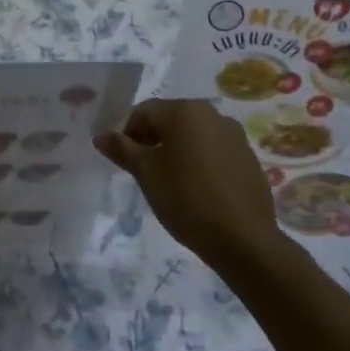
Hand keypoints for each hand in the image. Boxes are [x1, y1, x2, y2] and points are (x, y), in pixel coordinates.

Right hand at [95, 99, 281, 269]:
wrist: (244, 240)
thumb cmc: (186, 199)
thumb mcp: (146, 174)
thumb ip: (122, 150)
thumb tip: (101, 136)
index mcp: (185, 110)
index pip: (144, 111)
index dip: (127, 133)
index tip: (124, 160)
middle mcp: (212, 114)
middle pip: (170, 120)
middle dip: (152, 140)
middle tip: (143, 171)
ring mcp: (235, 136)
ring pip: (193, 135)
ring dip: (176, 150)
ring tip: (170, 182)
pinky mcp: (249, 158)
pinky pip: (214, 151)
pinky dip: (199, 162)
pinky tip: (197, 189)